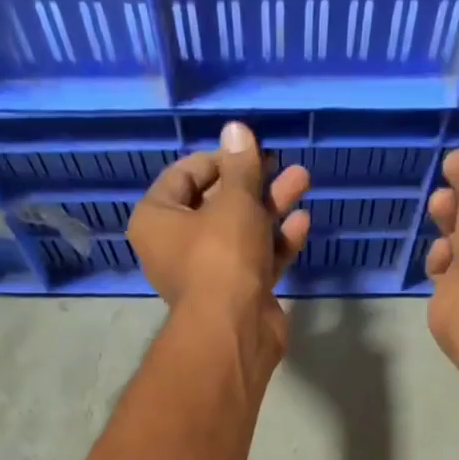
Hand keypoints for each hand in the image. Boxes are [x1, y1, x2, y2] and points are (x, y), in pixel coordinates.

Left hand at [128, 121, 310, 361]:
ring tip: (302, 179)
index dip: (217, 159)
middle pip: (216, 204)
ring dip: (271, 207)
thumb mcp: (234, 202)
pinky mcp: (236, 294)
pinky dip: (276, 242)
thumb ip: (240, 166)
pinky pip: (255, 259)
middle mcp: (176, 246)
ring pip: (240, 231)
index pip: (182, 176)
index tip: (248, 151)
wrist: (234, 330)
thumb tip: (236, 129)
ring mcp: (208, 273)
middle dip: (252, 182)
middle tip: (280, 162)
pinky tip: (301, 222)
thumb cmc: (221, 256)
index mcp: (156, 220)